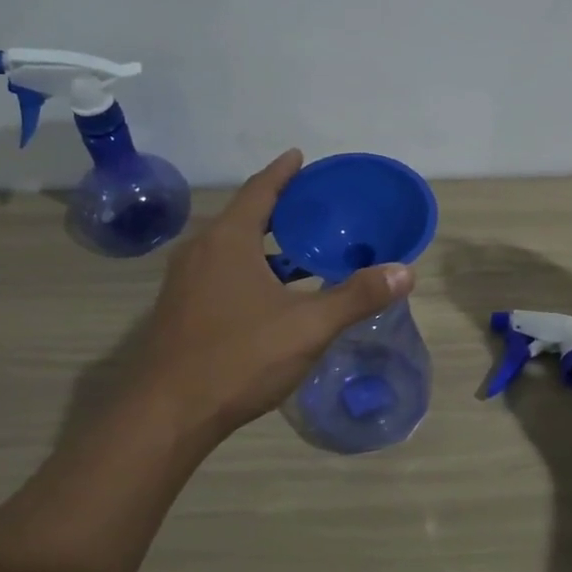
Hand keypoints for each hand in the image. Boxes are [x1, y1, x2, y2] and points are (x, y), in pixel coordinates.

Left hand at [119, 149, 414, 444]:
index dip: (283, 172)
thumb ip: (357, 297)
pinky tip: (273, 293)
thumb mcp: (308, 326)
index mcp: (228, 241)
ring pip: (231, 249)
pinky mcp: (181, 311)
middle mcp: (200, 252)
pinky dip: (251, 268)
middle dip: (278, 208)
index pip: (259, 191)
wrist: (166, 415)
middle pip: (244, 217)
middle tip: (314, 205)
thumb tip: (405, 272)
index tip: (300, 156)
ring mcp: (185, 283)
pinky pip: (221, 273)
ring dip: (265, 243)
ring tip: (302, 247)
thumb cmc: (239, 358)